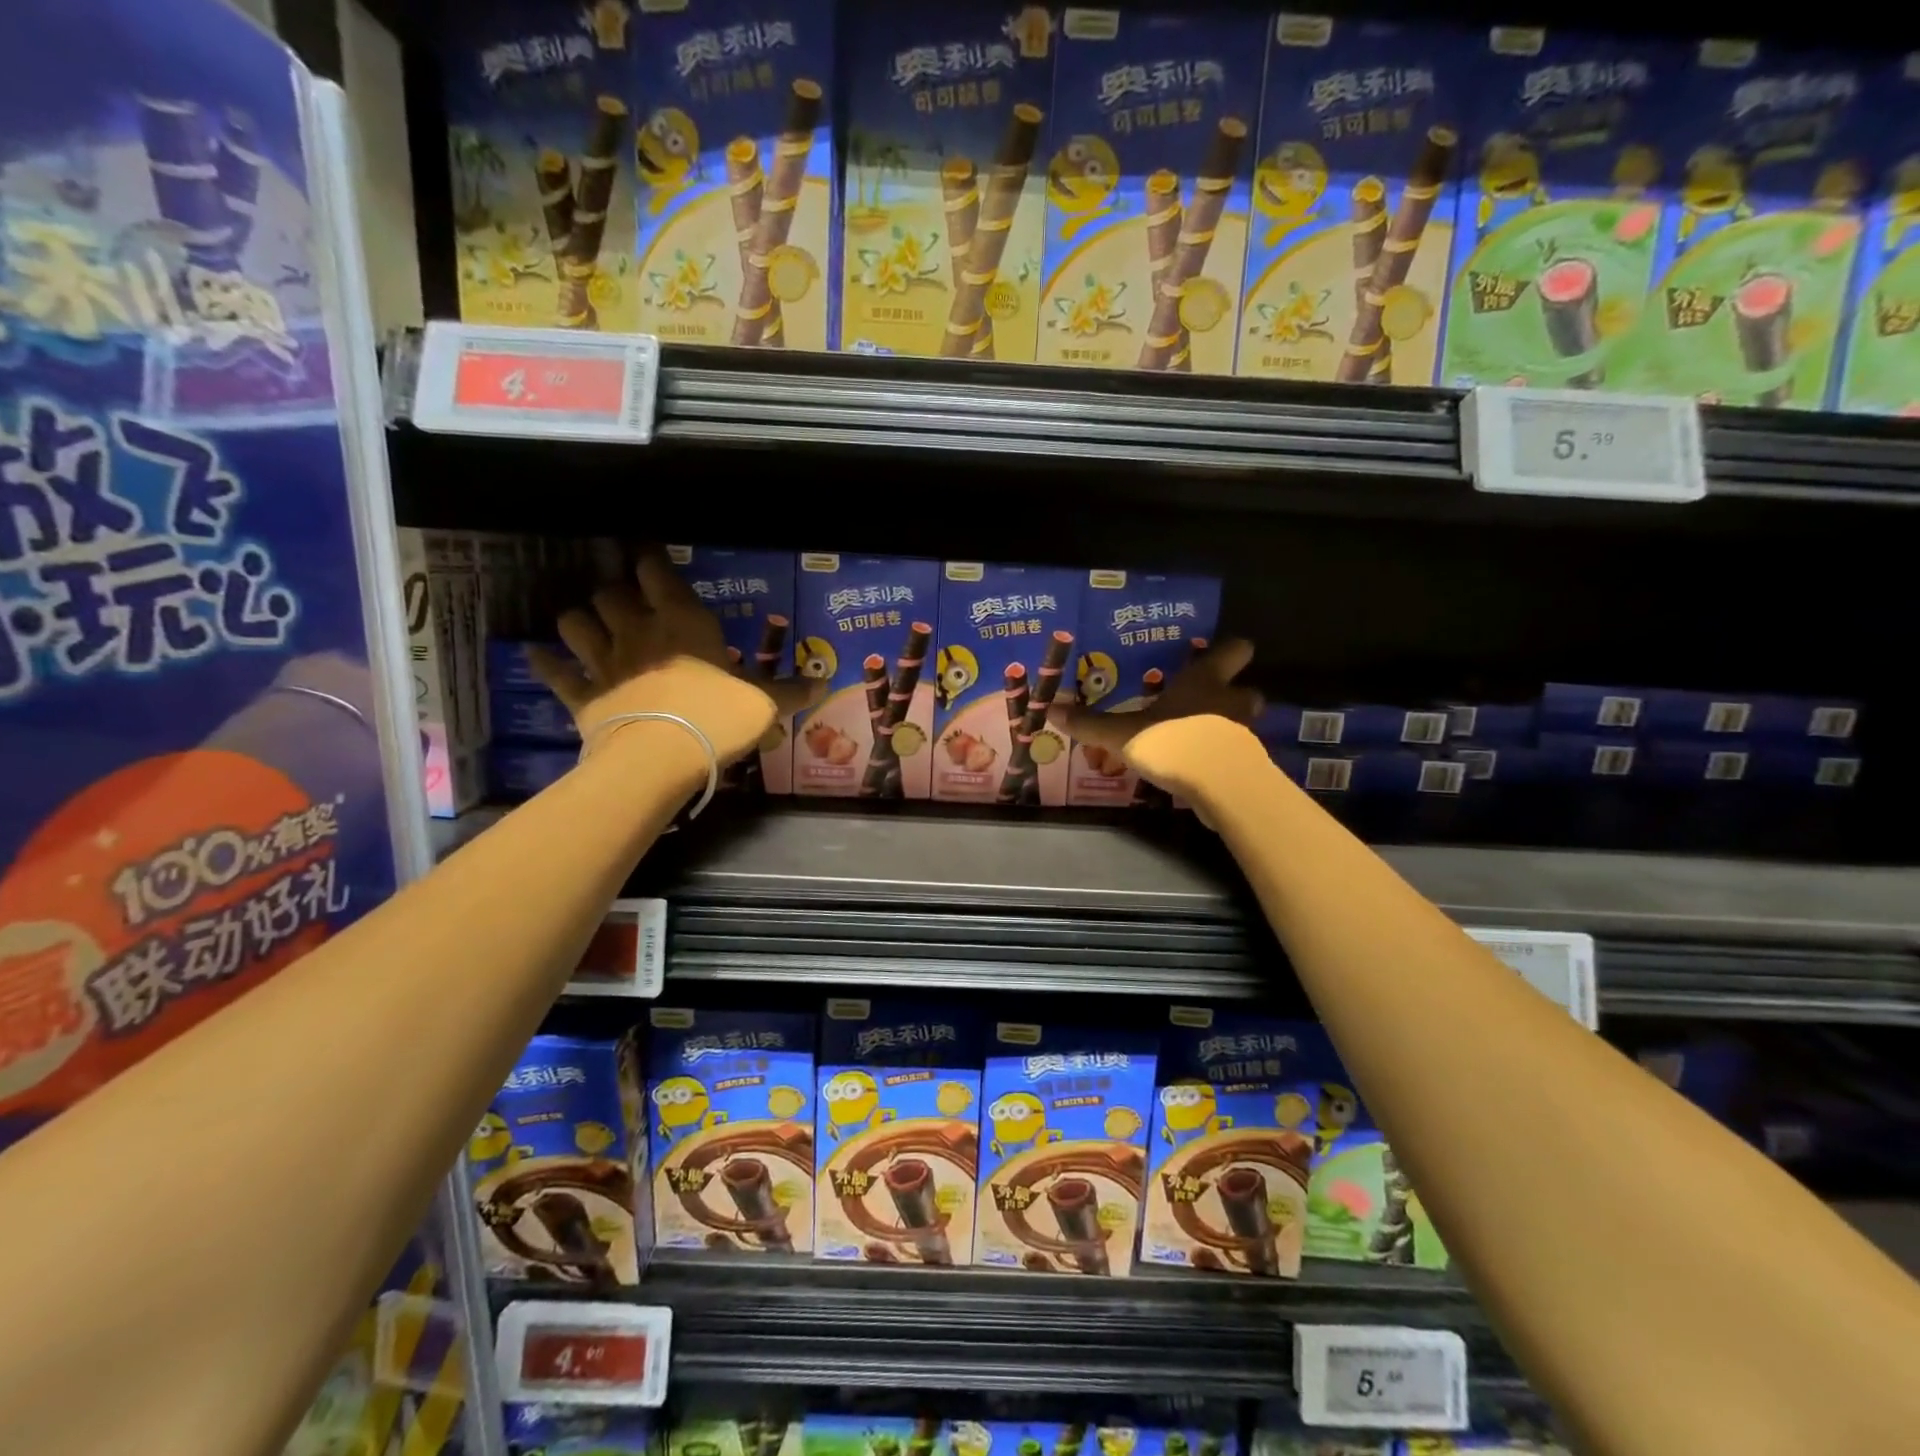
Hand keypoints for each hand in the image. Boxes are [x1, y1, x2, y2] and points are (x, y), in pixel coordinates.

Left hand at [527, 548, 821, 767]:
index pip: (657, 572)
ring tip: (586, 624)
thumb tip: (825, 683)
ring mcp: (604, 662)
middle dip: (615, 591)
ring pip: (574, 622)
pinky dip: (544, 663)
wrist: (661, 757)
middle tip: (625, 600)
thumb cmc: (718, 718)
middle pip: (610, 592)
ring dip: (579, 619)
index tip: (649, 554)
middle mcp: (637, 631)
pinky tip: (537, 656)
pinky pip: (554, 672)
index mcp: (682, 622)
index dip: (650, 559)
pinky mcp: (582, 695)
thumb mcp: (766, 704)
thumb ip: (791, 691)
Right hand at [1050, 637, 1262, 797]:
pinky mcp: (1246, 765)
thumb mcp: (1122, 733)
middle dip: (1232, 694)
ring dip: (1226, 727)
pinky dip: (1221, 758)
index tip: (1215, 654)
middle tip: (1205, 701)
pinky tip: (1198, 768)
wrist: (1218, 785)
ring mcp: (1244, 733)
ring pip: (1242, 722)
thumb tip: (1050, 709)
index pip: (1234, 650)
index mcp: (1205, 680)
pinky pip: (1234, 754)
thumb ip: (1091, 724)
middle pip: (1247, 689)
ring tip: (1197, 737)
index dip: (1228, 650)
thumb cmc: (1173, 741)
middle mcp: (1230, 700)